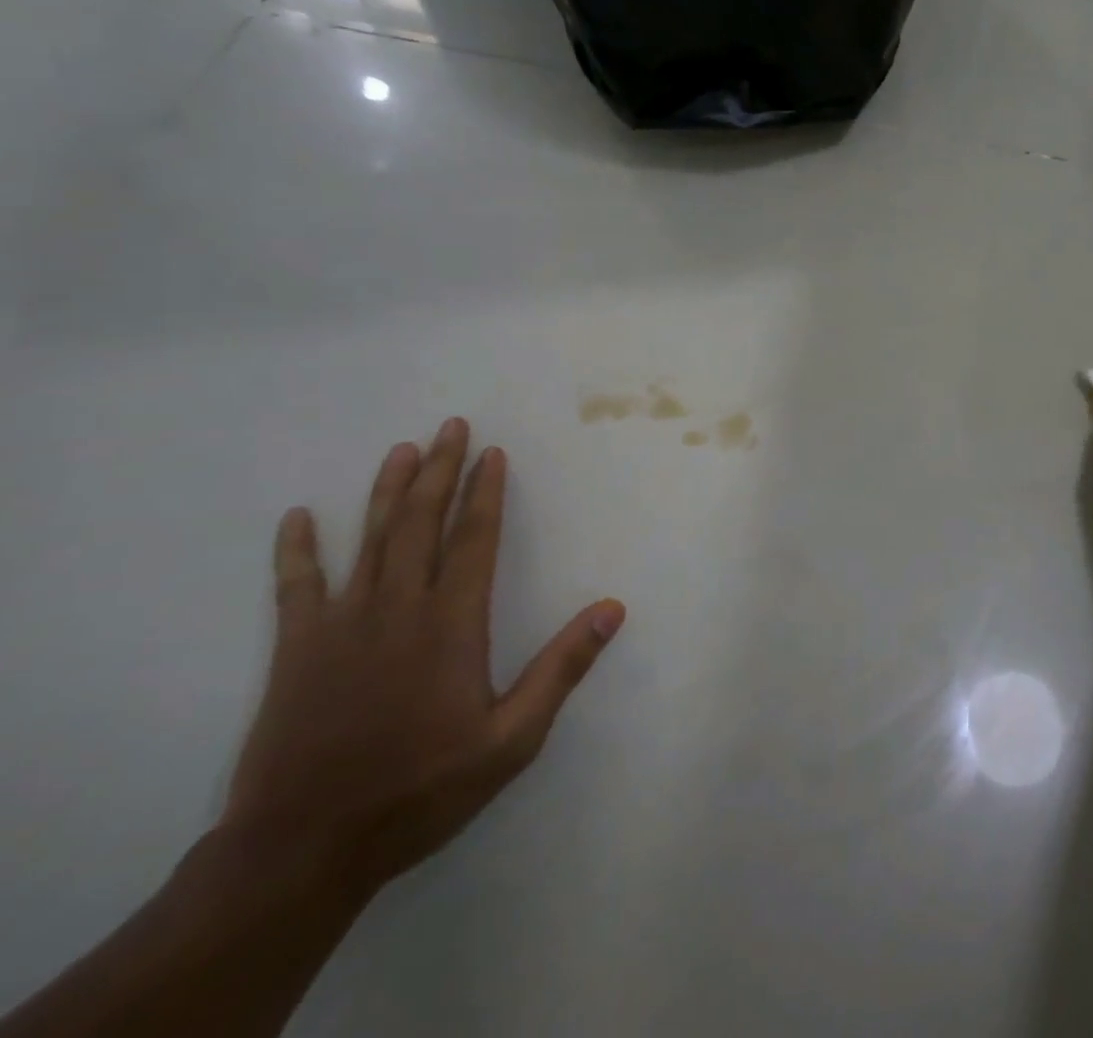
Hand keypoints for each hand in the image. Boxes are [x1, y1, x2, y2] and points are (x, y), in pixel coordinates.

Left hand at [221, 418, 624, 896]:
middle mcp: (398, 610)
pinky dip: (298, 550)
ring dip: (386, 492)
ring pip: (368, 542)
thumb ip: (562, 668)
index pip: (473, 540)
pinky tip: (299, 518)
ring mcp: (341, 627)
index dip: (484, 493)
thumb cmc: (421, 789)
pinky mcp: (296, 652)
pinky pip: (296, 588)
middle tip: (451, 426)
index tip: (491, 454)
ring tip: (402, 450)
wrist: (303, 850)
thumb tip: (612, 607)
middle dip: (439, 471)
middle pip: (420, 525)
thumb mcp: (512, 738)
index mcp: (452, 625)